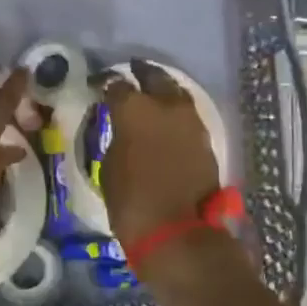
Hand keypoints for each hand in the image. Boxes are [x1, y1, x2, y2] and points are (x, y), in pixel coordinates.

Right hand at [99, 59, 220, 247]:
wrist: (177, 232)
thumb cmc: (130, 201)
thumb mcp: (109, 165)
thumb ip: (117, 136)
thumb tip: (122, 127)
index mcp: (134, 109)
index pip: (117, 84)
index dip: (107, 84)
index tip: (100, 87)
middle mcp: (166, 106)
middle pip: (155, 77)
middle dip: (142, 74)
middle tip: (131, 75)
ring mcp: (191, 122)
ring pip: (177, 93)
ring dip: (164, 92)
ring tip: (152, 98)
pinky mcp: (206, 141)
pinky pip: (188, 117)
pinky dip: (176, 115)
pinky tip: (167, 122)